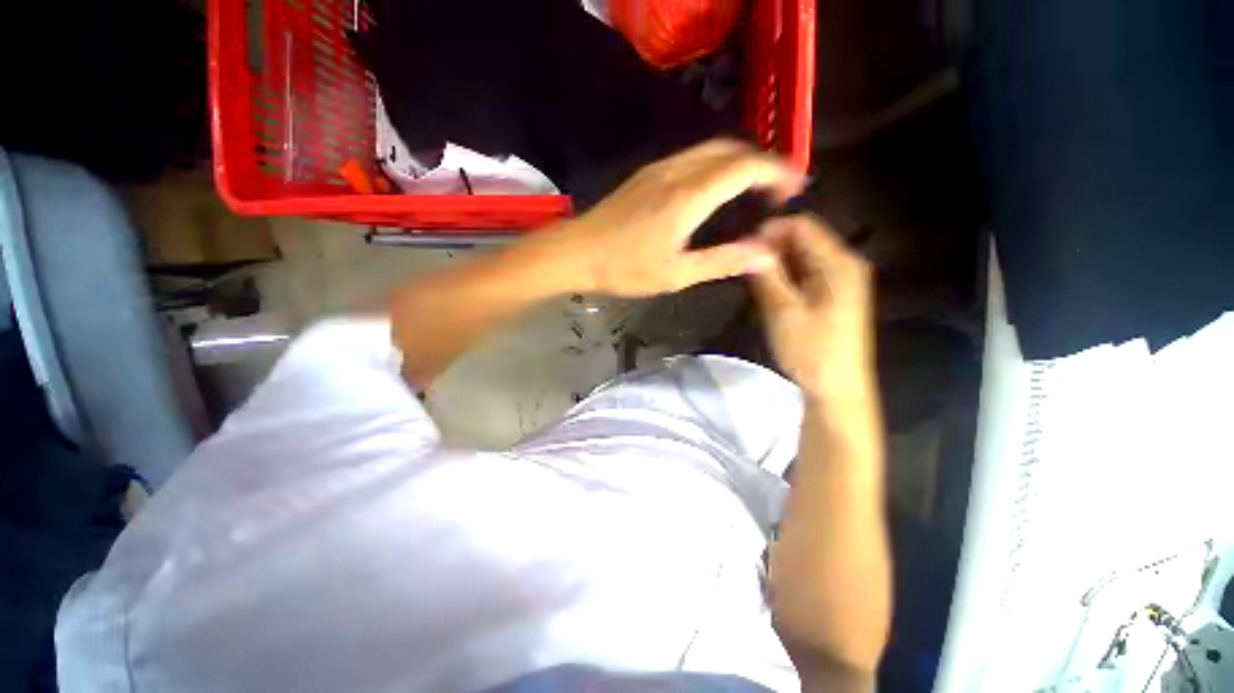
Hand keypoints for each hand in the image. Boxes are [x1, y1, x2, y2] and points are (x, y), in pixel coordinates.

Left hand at [543, 139, 803, 296]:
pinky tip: (717, 186)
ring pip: (710, 149)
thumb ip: (722, 261)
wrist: (577, 252)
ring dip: (738, 161)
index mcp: (688, 197)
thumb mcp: (676, 274)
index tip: (795, 186)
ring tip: (754, 186)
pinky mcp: (647, 174)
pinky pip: (691, 158)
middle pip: (730, 150)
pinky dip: (716, 164)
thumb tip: (764, 253)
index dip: (776, 171)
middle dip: (761, 162)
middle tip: (778, 187)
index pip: (744, 168)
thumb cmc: (625, 268)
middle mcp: (677, 171)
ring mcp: (659, 169)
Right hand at [751, 215, 873, 399]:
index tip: (742, 248)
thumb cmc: (811, 350)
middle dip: (771, 247)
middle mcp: (845, 264)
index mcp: (838, 263)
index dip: (770, 231)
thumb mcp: (783, 312)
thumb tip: (749, 245)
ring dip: (776, 263)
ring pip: (803, 257)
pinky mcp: (834, 294)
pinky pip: (807, 272)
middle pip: (804, 239)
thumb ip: (767, 275)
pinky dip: (786, 276)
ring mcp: (841, 280)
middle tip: (743, 266)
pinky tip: (770, 291)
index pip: (803, 225)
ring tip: (752, 279)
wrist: (837, 387)